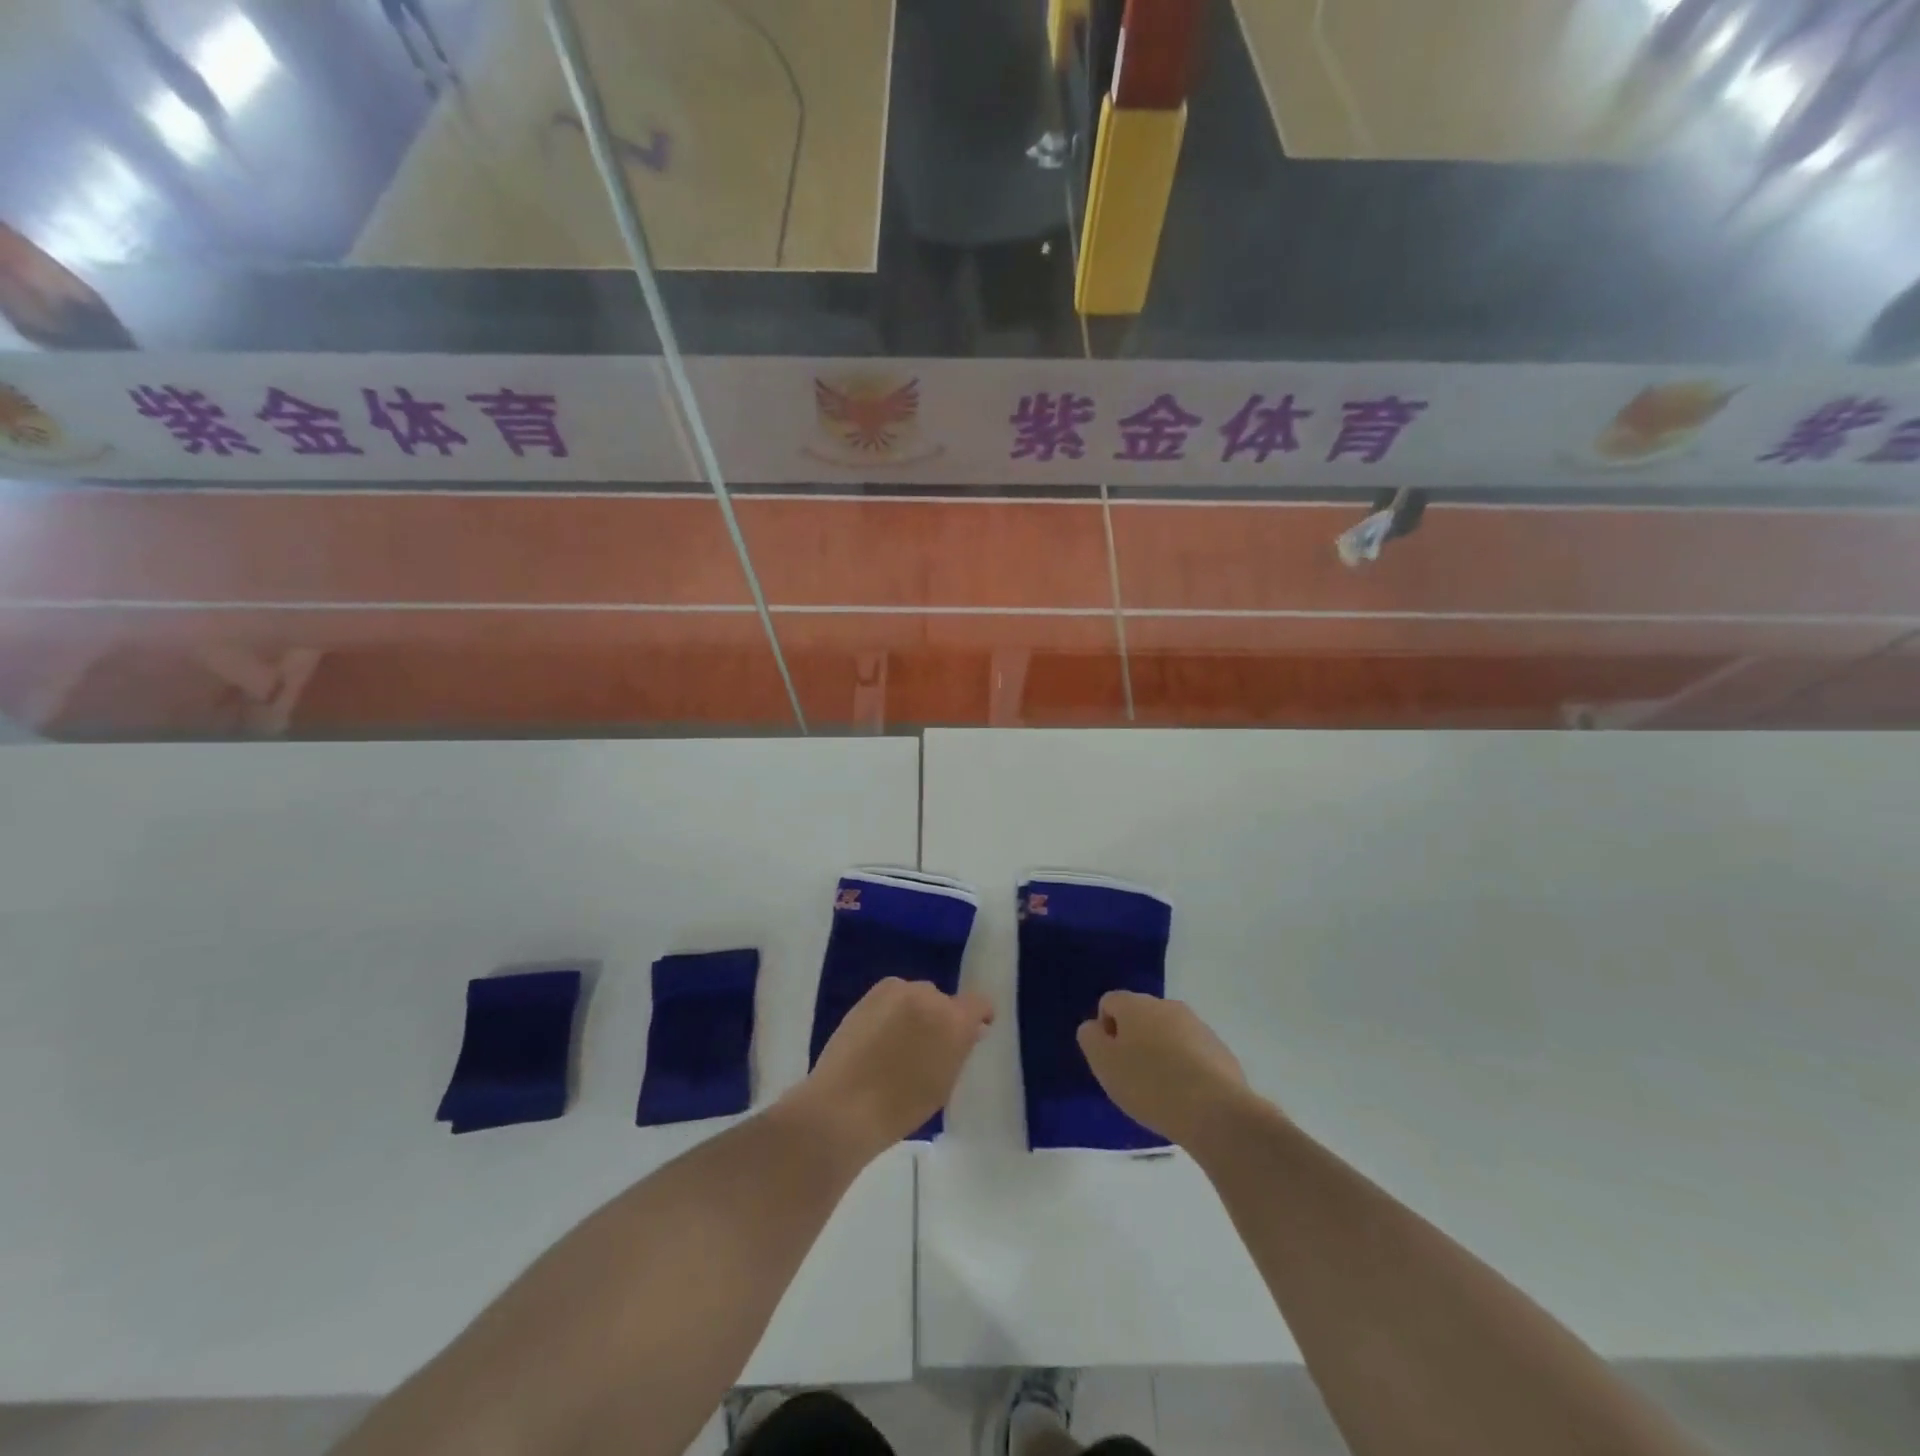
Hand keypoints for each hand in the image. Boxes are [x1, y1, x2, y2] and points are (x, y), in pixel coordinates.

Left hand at [791, 978, 993, 1158]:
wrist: (843, 1105)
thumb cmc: (901, 1107)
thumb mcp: (943, 1083)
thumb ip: (959, 1050)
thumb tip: (970, 1030)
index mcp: (954, 1020)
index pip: (978, 1003)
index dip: (978, 1016)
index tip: (975, 1031)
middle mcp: (928, 996)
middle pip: (944, 1000)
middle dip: (942, 1018)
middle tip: (929, 1047)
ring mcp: (897, 991)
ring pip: (917, 996)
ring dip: (917, 1012)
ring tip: (900, 1042)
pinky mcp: (870, 994)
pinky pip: (893, 996)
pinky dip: (893, 1010)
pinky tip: (880, 1036)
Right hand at [1077, 992, 1254, 1147]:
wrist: (1216, 1111)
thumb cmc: (1149, 1084)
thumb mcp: (1104, 1064)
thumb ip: (1090, 1038)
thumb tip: (1095, 1027)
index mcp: (1136, 1004)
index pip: (1109, 1002)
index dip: (1104, 1031)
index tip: (1111, 1062)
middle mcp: (1167, 1005)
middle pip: (1140, 1017)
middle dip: (1133, 1041)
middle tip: (1132, 1078)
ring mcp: (1198, 1026)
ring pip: (1168, 1034)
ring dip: (1160, 1053)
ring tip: (1161, 1091)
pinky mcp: (1220, 1050)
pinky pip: (1192, 1053)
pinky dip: (1185, 1068)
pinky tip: (1187, 1097)